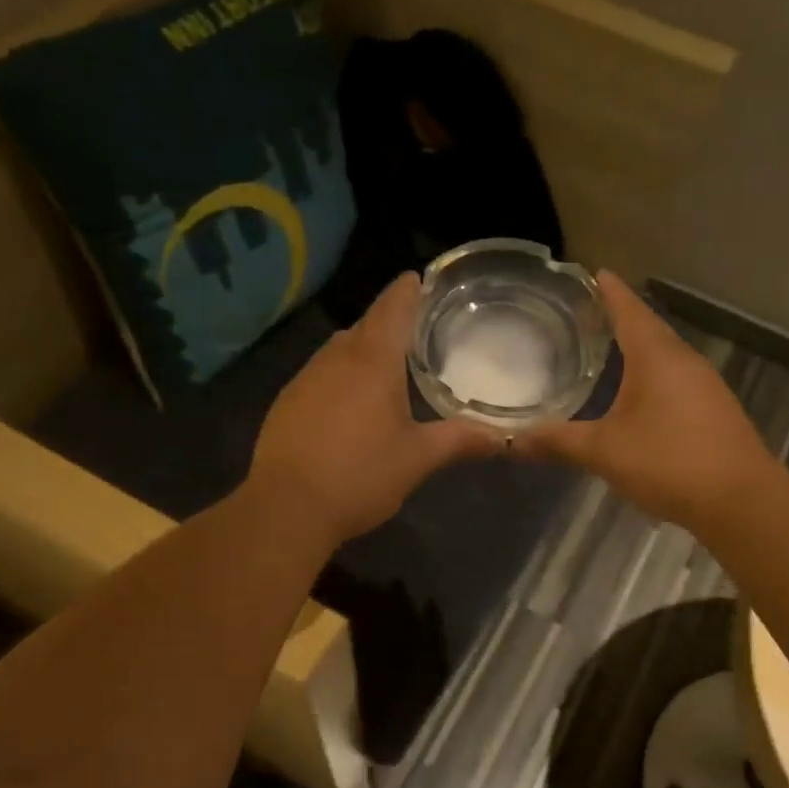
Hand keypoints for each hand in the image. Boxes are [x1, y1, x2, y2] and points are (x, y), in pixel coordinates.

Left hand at [252, 273, 498, 545]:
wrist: (287, 507)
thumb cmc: (360, 475)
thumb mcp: (417, 459)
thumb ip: (459, 440)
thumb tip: (502, 437)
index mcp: (372, 362)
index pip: (392, 308)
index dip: (407, 290)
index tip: (419, 279)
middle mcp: (335, 359)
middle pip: (364, 326)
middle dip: (388, 323)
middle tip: (415, 331)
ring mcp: (305, 379)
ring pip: (338, 350)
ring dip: (361, 350)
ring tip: (385, 367)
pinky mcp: (286, 403)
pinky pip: (319, 375)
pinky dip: (339, 376)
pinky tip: (348, 404)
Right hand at [514, 272, 774, 526]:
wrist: (740, 500)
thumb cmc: (668, 462)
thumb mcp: (604, 452)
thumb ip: (558, 442)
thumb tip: (510, 440)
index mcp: (656, 357)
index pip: (629, 310)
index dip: (609, 291)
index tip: (594, 272)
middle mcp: (684, 361)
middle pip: (648, 329)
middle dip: (620, 318)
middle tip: (588, 314)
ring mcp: (704, 386)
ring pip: (664, 356)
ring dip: (637, 349)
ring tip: (607, 350)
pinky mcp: (714, 411)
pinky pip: (676, 380)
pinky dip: (652, 376)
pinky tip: (637, 395)